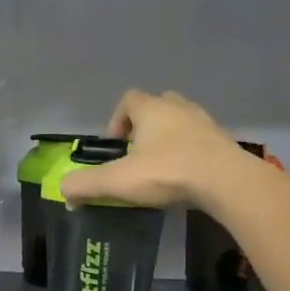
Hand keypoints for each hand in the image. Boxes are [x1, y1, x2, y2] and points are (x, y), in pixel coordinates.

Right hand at [60, 89, 251, 208]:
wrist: (226, 182)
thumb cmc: (168, 172)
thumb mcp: (118, 181)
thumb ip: (85, 185)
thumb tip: (63, 190)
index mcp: (152, 109)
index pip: (128, 100)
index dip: (116, 121)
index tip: (114, 147)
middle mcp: (179, 108)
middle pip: (156, 106)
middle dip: (143, 127)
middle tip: (137, 155)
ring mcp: (205, 123)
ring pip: (181, 122)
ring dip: (168, 140)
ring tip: (160, 168)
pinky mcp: (224, 142)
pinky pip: (200, 141)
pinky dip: (189, 154)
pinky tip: (185, 178)